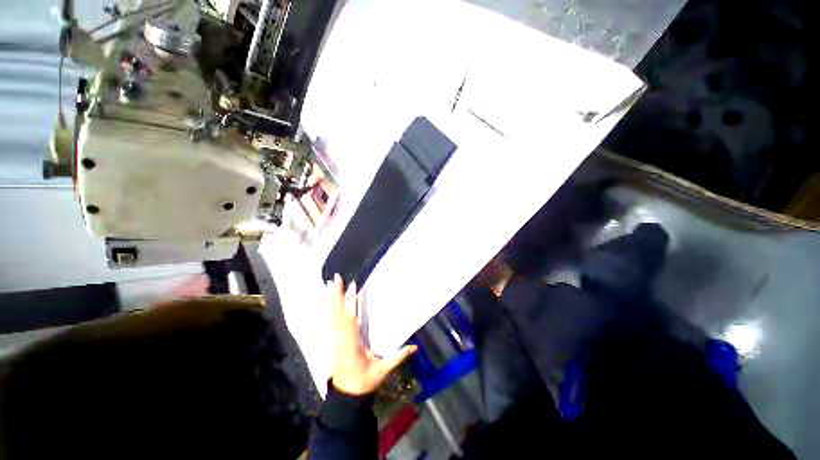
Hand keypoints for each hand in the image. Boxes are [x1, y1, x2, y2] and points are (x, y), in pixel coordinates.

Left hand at [328, 274, 416, 395]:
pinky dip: (329, 308)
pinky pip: (330, 320)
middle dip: (336, 295)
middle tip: (335, 278)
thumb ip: (398, 357)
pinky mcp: (333, 340)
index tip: (352, 286)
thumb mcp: (383, 371)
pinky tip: (328, 299)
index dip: (351, 303)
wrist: (346, 395)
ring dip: (331, 299)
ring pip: (331, 315)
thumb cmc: (365, 382)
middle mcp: (341, 339)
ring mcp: (335, 339)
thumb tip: (415, 346)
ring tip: (329, 283)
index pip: (351, 320)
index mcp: (352, 345)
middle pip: (337, 314)